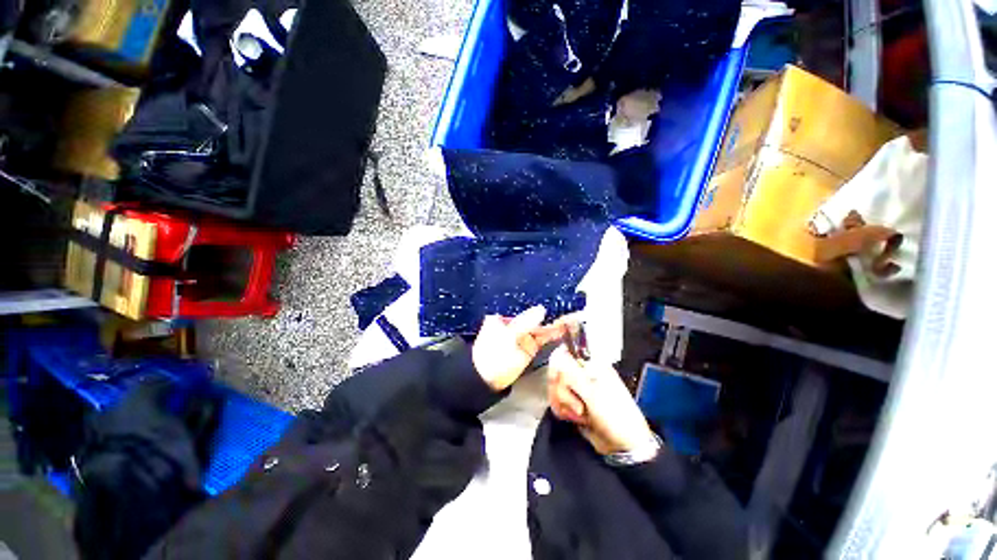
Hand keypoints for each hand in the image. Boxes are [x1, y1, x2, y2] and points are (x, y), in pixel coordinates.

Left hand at [472, 306, 564, 391]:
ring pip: (539, 330)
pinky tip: (561, 332)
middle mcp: (513, 327)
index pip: (523, 313)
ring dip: (552, 327)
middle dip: (548, 320)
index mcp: (502, 320)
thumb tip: (541, 309)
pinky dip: (550, 336)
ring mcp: (521, 339)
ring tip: (568, 323)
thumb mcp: (508, 336)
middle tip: (567, 316)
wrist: (487, 382)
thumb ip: (526, 323)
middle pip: (533, 321)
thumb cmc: (494, 355)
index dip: (538, 312)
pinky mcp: (528, 349)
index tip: (553, 310)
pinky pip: (541, 340)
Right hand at [547, 346, 655, 454]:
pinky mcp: (572, 402)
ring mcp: (577, 388)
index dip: (558, 367)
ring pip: (555, 387)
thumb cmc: (615, 416)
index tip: (559, 380)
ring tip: (581, 414)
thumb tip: (556, 354)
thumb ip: (572, 373)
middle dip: (563, 392)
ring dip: (565, 404)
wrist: (623, 446)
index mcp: (591, 365)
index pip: (563, 354)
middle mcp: (583, 373)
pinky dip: (563, 410)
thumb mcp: (593, 394)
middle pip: (556, 372)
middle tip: (578, 405)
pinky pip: (556, 400)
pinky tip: (575, 419)